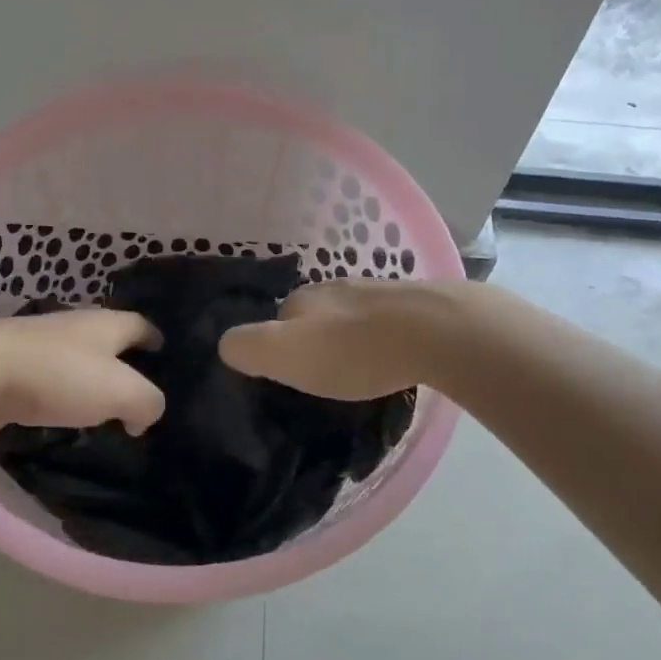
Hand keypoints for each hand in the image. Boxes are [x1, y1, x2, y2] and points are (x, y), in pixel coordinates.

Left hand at [0, 308, 165, 442]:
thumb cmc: (59, 375)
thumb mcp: (122, 391)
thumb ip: (147, 402)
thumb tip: (145, 416)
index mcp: (105, 323)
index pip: (141, 325)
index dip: (156, 340)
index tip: (166, 358)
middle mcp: (74, 327)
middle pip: (108, 342)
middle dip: (123, 364)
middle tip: (138, 393)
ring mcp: (38, 346)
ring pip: (76, 362)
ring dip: (89, 382)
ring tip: (103, 411)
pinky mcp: (10, 368)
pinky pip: (48, 382)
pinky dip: (60, 396)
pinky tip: (62, 417)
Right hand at [219, 278, 455, 400]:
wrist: (435, 332)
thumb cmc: (353, 349)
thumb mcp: (285, 353)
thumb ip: (248, 347)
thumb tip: (225, 344)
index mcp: (302, 297)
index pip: (277, 317)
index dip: (278, 344)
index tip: (288, 373)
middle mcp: (336, 286)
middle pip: (314, 313)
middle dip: (315, 337)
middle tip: (323, 373)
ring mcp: (377, 291)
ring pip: (350, 314)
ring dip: (349, 336)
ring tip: (359, 367)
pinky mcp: (413, 303)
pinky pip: (385, 321)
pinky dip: (381, 337)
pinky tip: (392, 355)